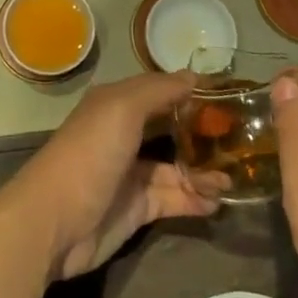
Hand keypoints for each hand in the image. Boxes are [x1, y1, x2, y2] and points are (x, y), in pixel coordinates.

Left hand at [4, 70, 224, 280]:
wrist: (56, 221)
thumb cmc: (90, 154)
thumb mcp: (122, 110)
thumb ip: (159, 91)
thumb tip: (193, 76)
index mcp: (116, 104)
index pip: (159, 90)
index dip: (189, 91)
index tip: (229, 95)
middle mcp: (124, 133)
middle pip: (170, 128)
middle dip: (202, 133)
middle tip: (242, 139)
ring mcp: (130, 172)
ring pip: (176, 166)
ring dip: (204, 171)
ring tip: (234, 179)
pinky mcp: (137, 207)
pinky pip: (174, 197)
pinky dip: (196, 199)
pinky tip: (219, 201)